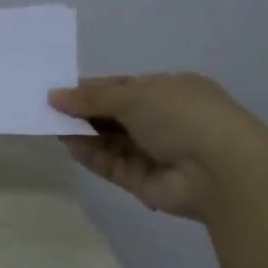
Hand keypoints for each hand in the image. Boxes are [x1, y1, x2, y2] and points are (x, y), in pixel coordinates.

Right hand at [48, 73, 267, 220]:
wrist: (220, 170)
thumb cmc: (183, 116)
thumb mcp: (135, 95)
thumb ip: (92, 97)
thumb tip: (54, 96)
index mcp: (169, 91)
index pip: (123, 87)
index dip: (91, 89)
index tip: (59, 92)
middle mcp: (162, 120)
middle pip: (113, 115)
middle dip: (83, 112)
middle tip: (47, 110)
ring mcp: (153, 152)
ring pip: (110, 141)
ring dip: (83, 134)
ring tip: (51, 127)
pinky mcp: (142, 181)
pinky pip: (111, 165)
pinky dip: (91, 155)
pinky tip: (69, 145)